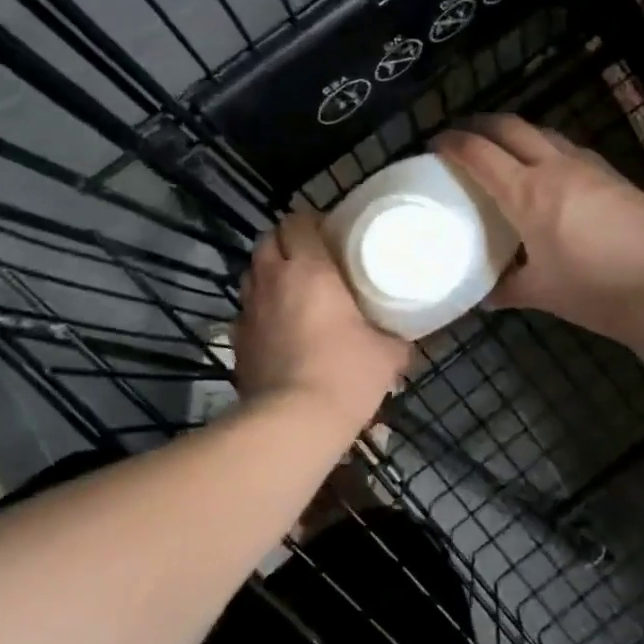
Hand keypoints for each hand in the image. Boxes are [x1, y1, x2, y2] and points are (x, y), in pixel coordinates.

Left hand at [234, 208, 410, 426]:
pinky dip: (260, 308)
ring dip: (269, 272)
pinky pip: (246, 309)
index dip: (311, 222)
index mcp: (309, 269)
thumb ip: (396, 339)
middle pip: (268, 240)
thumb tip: (406, 342)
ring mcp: (249, 309)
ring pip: (252, 272)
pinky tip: (277, 326)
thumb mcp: (386, 355)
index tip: (330, 234)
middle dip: (286, 242)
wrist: (292, 422)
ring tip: (291, 288)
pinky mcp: (237, 339)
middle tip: (310, 258)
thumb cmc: (345, 374)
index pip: (297, 221)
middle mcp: (273, 279)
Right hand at [434, 115, 643, 342]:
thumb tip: (483, 295)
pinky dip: (548, 147)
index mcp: (528, 193)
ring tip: (505, 147)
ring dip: (517, 132)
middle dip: (481, 123)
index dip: (453, 142)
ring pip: (544, 132)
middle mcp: (555, 168)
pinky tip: (552, 169)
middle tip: (464, 134)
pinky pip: (571, 148)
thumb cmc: (593, 291)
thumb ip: (506, 288)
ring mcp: (589, 166)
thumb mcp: (540, 293)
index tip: (436, 142)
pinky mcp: (614, 174)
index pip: (480, 154)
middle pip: (510, 126)